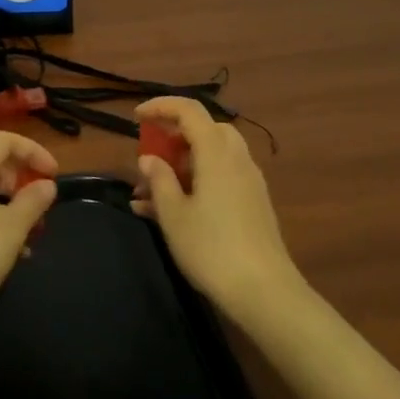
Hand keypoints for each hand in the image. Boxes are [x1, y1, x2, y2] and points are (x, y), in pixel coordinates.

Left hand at [0, 132, 59, 333]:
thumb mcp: (12, 229)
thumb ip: (33, 201)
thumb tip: (45, 184)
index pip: (4, 141)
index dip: (34, 151)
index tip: (54, 176)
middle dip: (22, 184)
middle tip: (42, 212)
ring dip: (10, 209)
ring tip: (29, 240)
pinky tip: (5, 256)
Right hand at [133, 97, 307, 329]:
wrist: (264, 292)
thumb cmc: (211, 248)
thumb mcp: (173, 214)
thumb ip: (159, 180)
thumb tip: (149, 159)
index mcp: (216, 153)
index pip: (190, 111)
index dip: (161, 107)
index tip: (136, 117)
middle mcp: (237, 159)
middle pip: (205, 131)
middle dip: (173, 138)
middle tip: (149, 159)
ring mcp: (249, 182)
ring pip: (212, 157)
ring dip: (181, 165)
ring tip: (149, 194)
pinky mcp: (253, 204)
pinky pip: (220, 178)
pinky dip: (196, 183)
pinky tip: (171, 212)